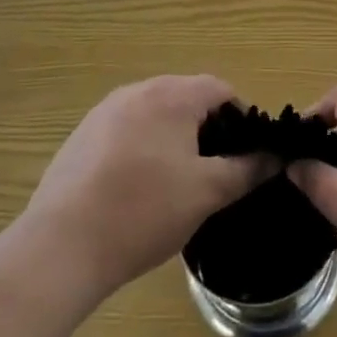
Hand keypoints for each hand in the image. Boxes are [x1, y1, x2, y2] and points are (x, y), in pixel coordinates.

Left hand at [20, 75, 270, 300]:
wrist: (61, 247)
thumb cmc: (144, 212)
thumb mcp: (207, 193)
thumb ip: (246, 169)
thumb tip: (275, 156)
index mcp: (172, 95)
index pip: (220, 89)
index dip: (241, 118)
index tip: (245, 154)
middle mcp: (138, 90)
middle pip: (186, 98)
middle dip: (206, 128)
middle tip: (214, 171)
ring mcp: (104, 112)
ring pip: (154, 115)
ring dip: (173, 138)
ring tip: (176, 183)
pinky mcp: (81, 136)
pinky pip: (125, 131)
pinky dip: (141, 149)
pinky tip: (136, 190)